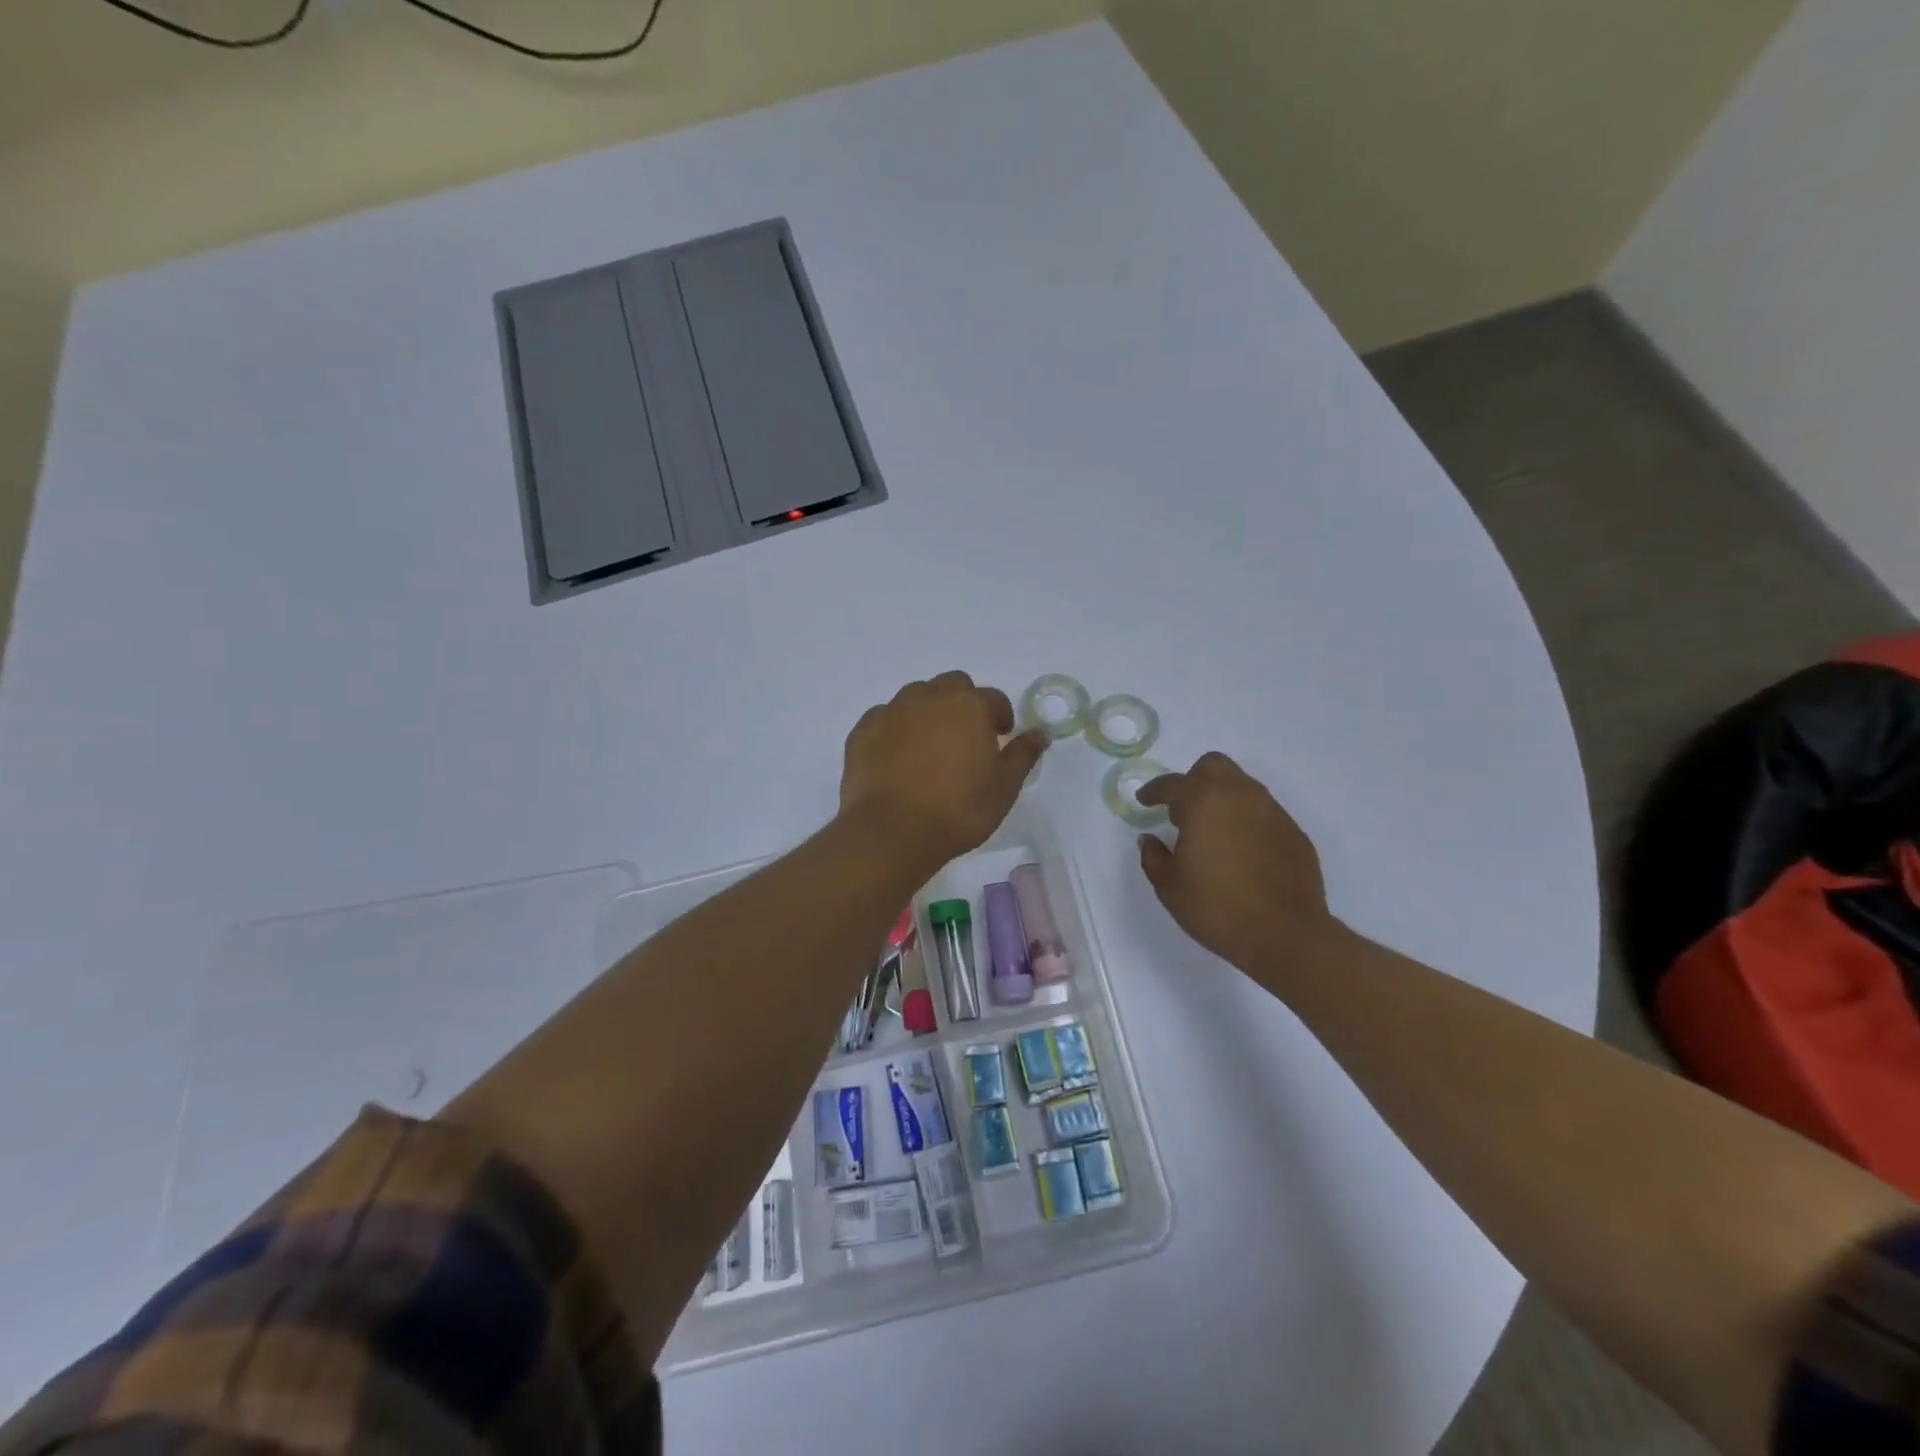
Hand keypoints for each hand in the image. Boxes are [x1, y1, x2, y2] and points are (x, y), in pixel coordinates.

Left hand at [841, 672, 1046, 867]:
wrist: (891, 832)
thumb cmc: (958, 810)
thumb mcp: (1004, 788)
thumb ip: (1023, 755)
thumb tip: (1040, 734)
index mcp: (969, 705)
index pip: (994, 699)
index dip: (1000, 718)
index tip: (999, 741)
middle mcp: (929, 697)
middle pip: (953, 686)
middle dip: (964, 705)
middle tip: (966, 740)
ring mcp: (892, 710)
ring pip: (916, 697)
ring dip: (929, 713)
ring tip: (930, 749)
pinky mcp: (863, 730)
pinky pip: (886, 718)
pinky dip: (896, 730)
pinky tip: (898, 759)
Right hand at [1136, 752, 1339, 977]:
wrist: (1285, 935)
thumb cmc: (1217, 907)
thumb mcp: (1169, 886)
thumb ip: (1153, 856)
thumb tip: (1150, 840)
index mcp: (1205, 802)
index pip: (1173, 783)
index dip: (1154, 791)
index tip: (1145, 801)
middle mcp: (1241, 796)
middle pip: (1214, 767)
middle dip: (1193, 780)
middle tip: (1182, 811)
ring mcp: (1273, 812)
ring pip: (1242, 787)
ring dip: (1222, 799)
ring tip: (1212, 832)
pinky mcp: (1294, 833)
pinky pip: (1263, 813)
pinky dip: (1246, 821)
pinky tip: (1241, 851)